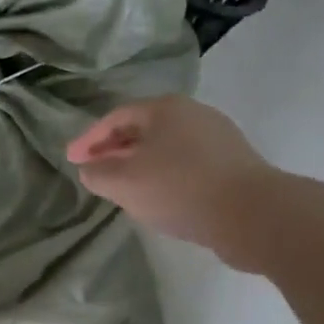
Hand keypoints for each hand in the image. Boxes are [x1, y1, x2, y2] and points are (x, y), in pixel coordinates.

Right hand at [67, 96, 280, 270]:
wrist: (253, 215)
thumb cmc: (179, 188)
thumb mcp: (124, 182)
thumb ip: (97, 173)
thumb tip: (90, 169)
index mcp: (165, 109)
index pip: (115, 118)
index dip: (88, 139)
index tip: (70, 159)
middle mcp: (193, 114)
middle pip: (142, 129)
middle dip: (114, 150)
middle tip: (94, 170)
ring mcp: (217, 138)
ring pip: (165, 148)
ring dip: (139, 164)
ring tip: (124, 186)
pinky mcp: (233, 164)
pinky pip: (186, 165)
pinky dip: (164, 176)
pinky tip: (159, 197)